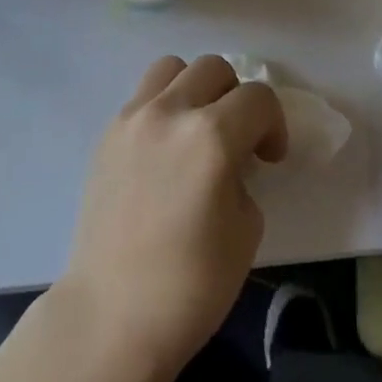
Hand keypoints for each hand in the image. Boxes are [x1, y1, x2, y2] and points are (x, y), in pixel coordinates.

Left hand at [58, 56, 287, 381]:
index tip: (270, 158)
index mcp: (212, 136)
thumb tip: (230, 159)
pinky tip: (165, 148)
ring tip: (197, 130)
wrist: (112, 313)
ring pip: (172, 67)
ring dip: (195, 88)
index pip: (258, 98)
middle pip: (214, 68)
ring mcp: (132, 118)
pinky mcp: (107, 133)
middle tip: (238, 139)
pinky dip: (163, 105)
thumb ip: (243, 175)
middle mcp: (170, 112)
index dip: (274, 124)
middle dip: (236, 97)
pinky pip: (143, 95)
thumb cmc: (192, 284)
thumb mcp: (246, 228)